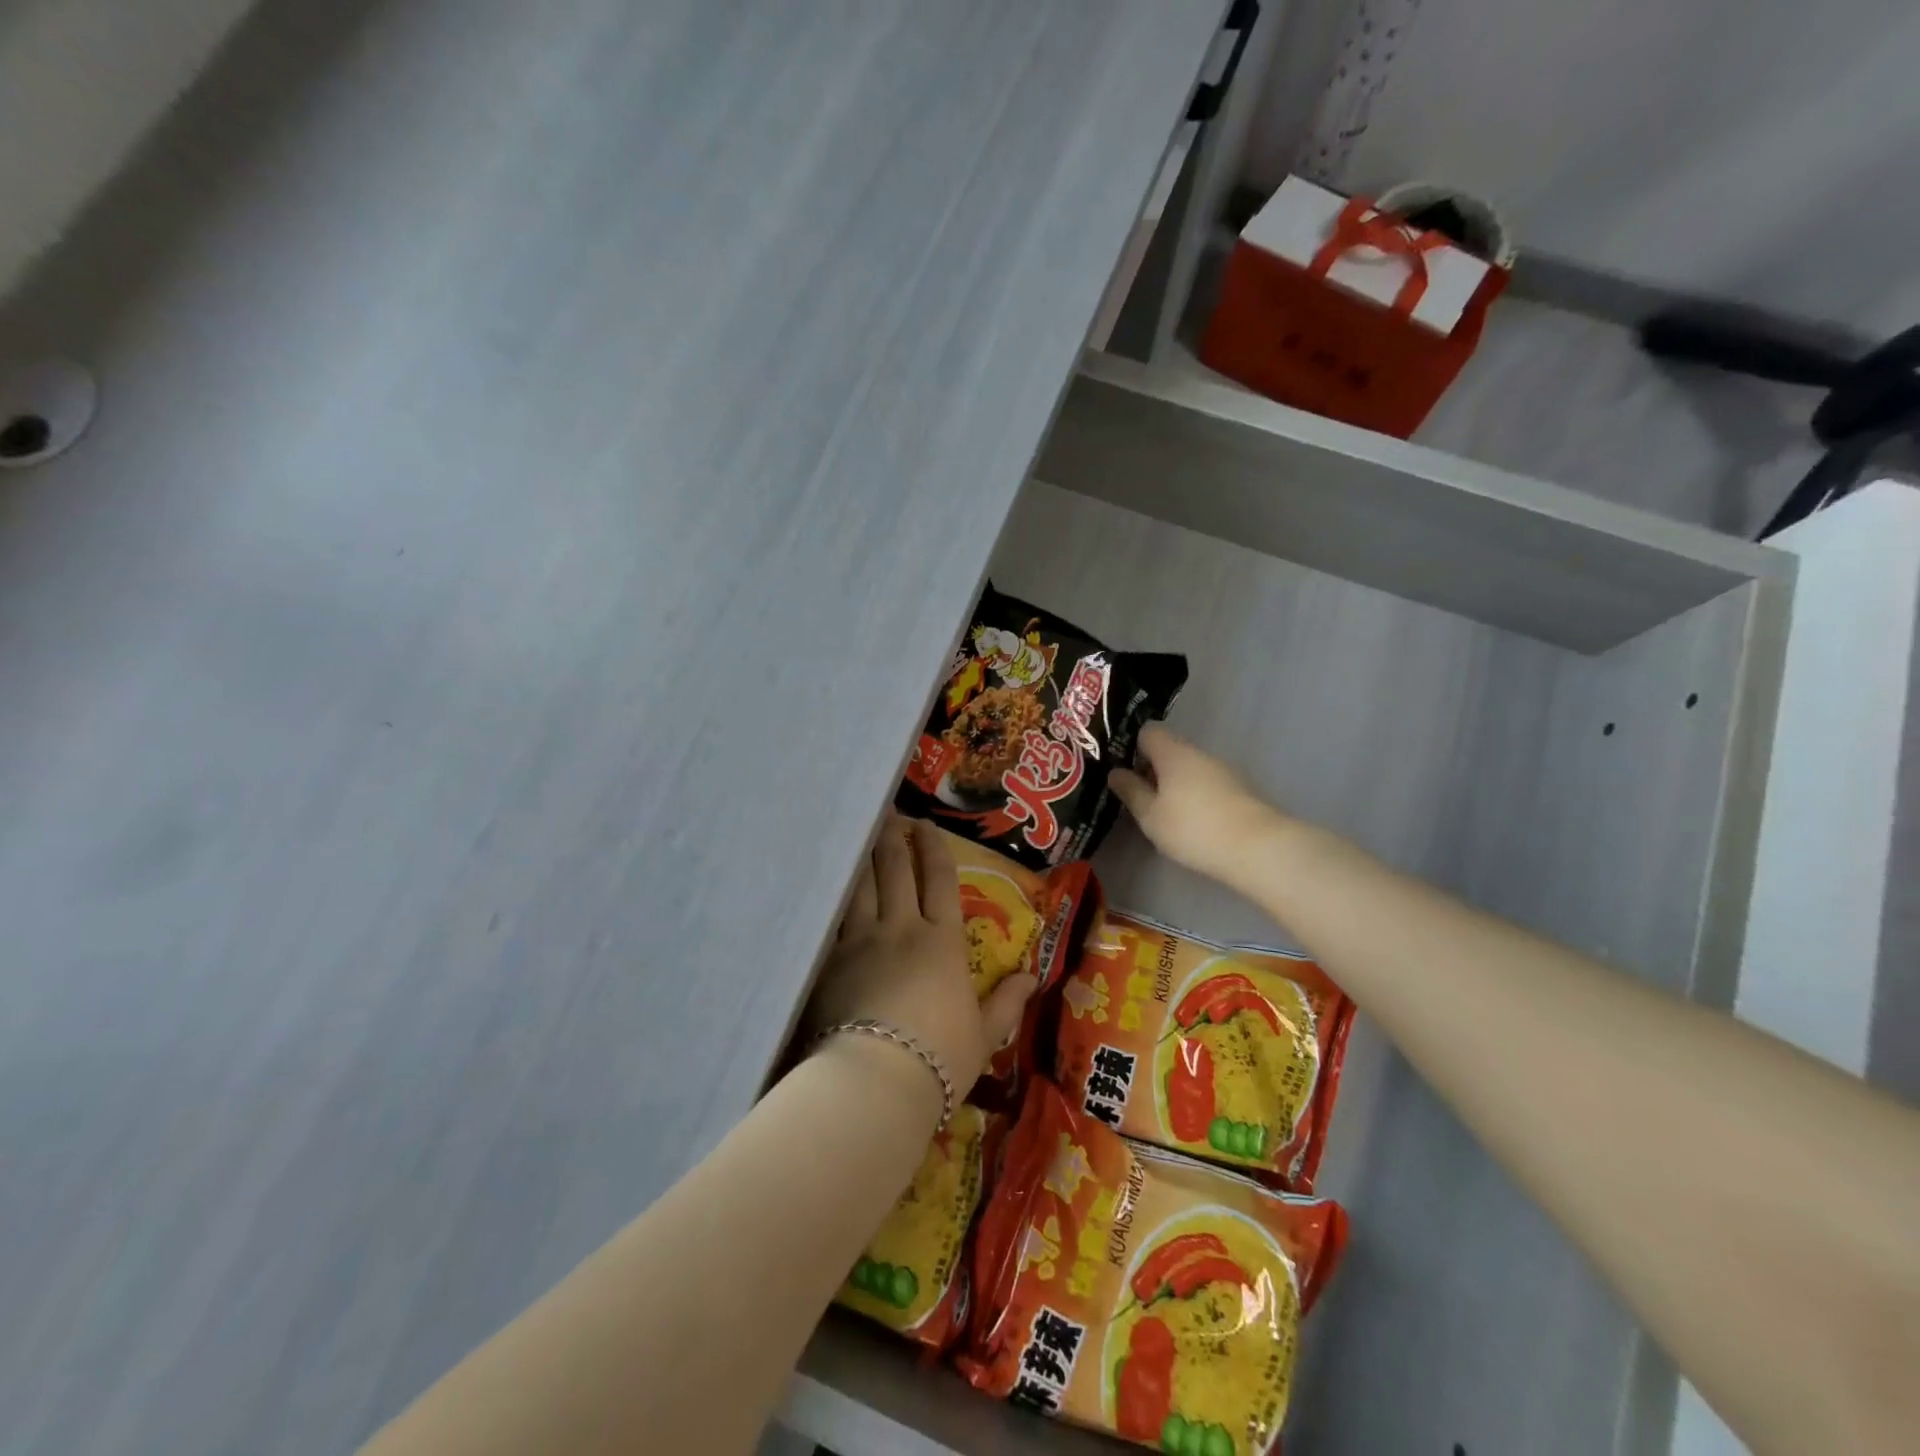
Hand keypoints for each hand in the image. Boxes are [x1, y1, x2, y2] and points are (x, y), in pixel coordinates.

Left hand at [804, 815, 1036, 1108]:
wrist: (877, 1080)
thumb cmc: (940, 1058)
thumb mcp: (985, 1035)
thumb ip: (1007, 1002)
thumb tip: (1032, 976)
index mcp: (943, 942)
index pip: (940, 881)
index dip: (934, 849)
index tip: (926, 826)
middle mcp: (903, 928)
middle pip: (897, 870)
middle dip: (895, 839)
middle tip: (890, 816)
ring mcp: (863, 940)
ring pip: (862, 884)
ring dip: (864, 856)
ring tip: (860, 835)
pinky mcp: (832, 960)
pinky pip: (834, 915)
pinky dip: (835, 893)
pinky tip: (830, 881)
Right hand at [1110, 725, 1287, 889]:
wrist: (1257, 848)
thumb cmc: (1192, 828)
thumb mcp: (1150, 814)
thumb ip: (1131, 791)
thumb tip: (1115, 772)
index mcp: (1172, 752)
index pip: (1147, 732)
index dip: (1130, 746)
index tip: (1120, 769)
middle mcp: (1198, 753)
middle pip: (1168, 750)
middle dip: (1150, 769)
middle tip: (1134, 796)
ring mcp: (1221, 771)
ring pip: (1187, 769)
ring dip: (1171, 784)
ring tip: (1159, 813)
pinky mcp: (1237, 791)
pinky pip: (1204, 784)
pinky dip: (1191, 796)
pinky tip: (1187, 821)